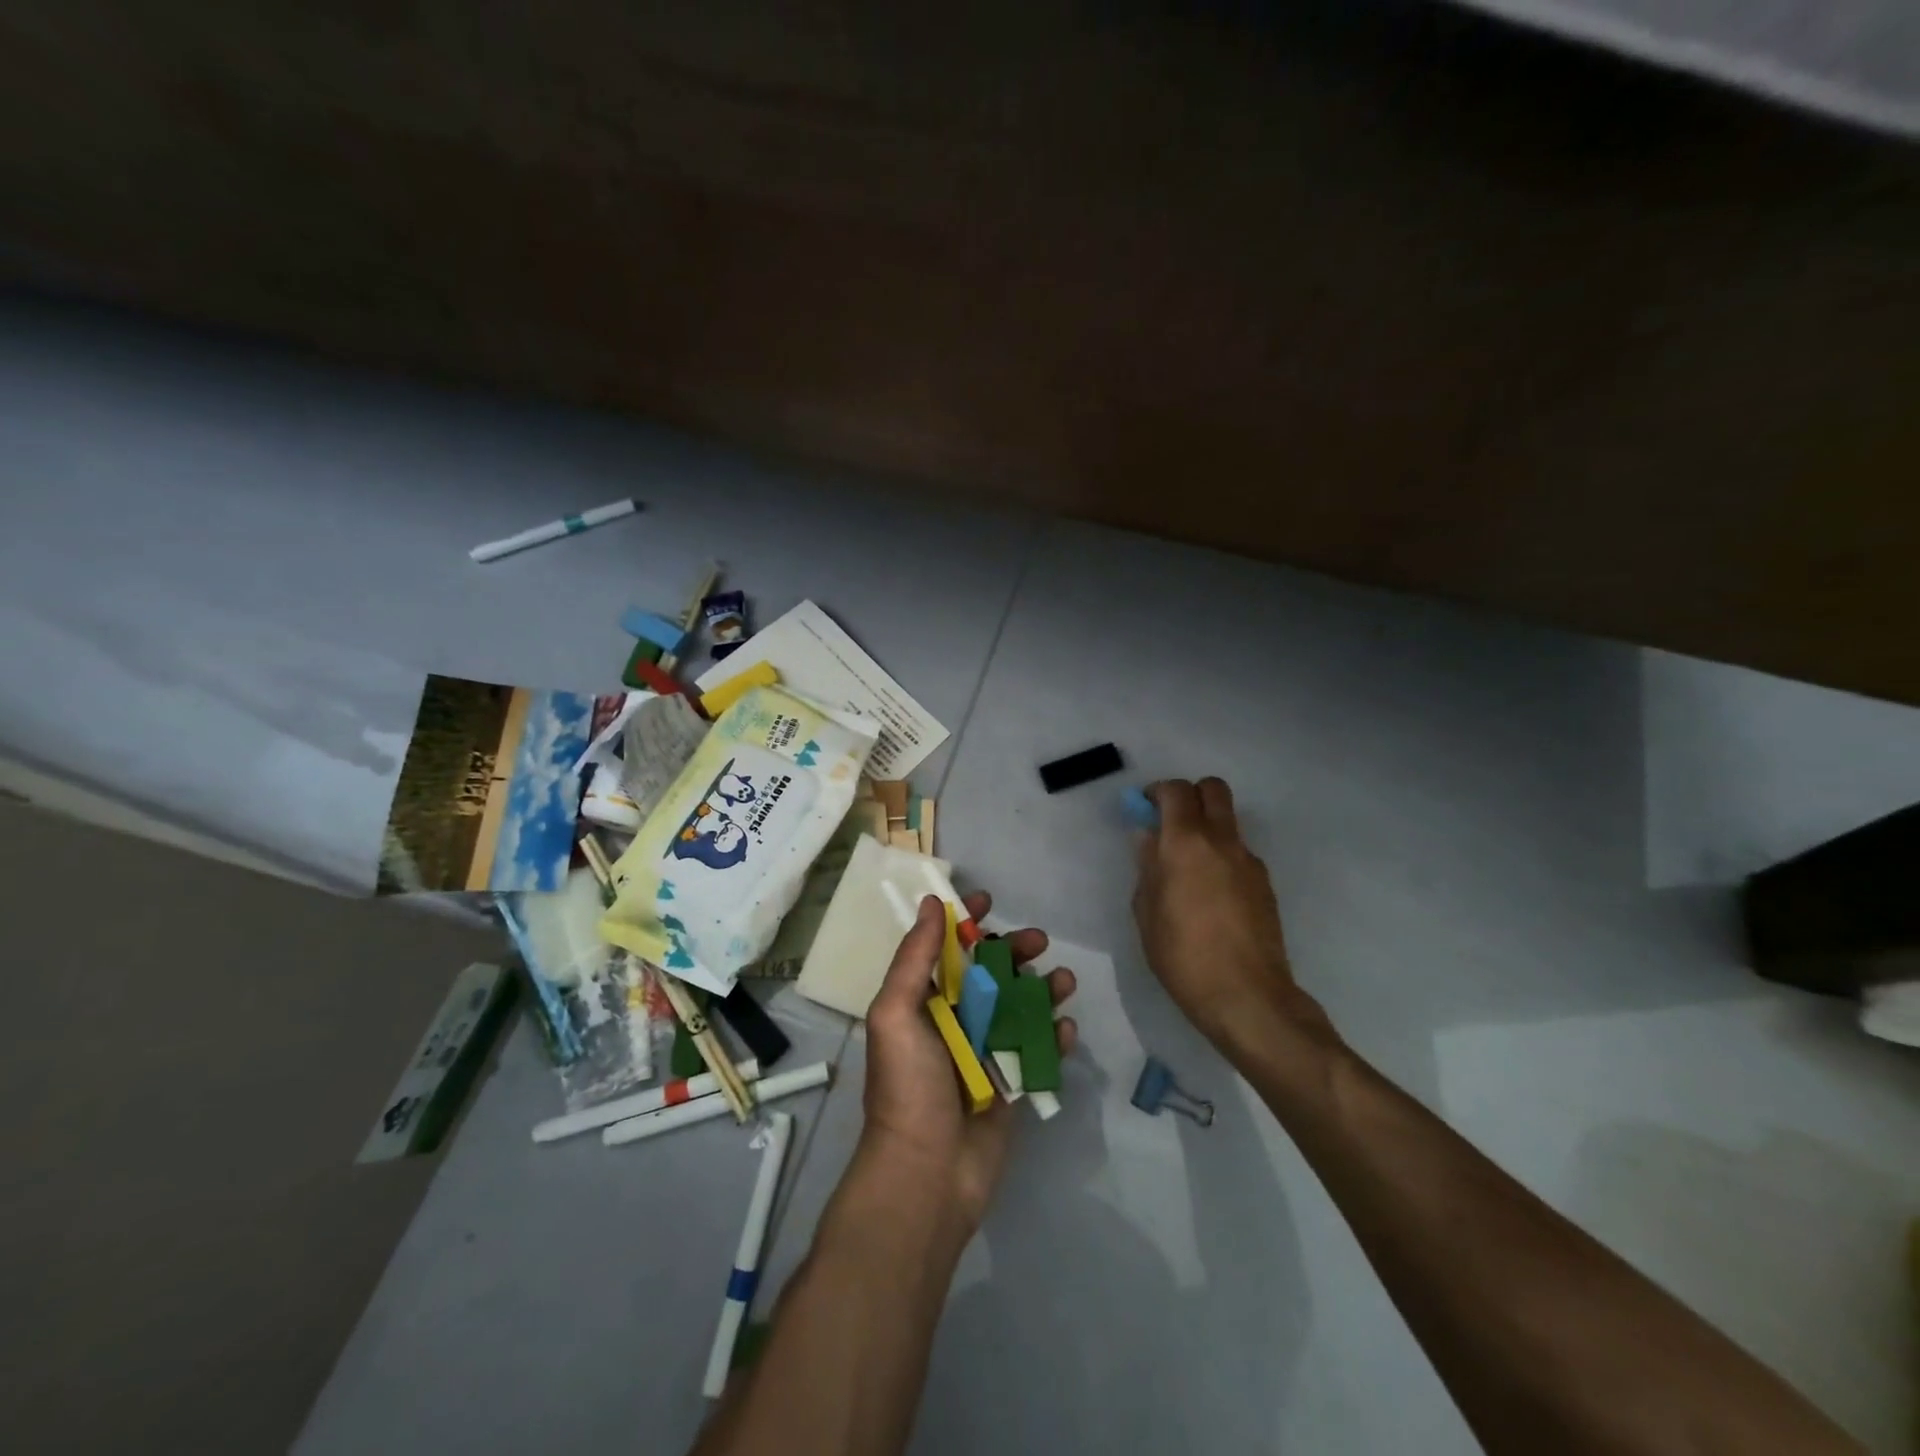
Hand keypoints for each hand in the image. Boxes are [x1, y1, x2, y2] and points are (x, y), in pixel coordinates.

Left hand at [860, 892, 1076, 1232]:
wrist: (928, 1173)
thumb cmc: (908, 1086)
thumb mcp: (896, 1013)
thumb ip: (914, 958)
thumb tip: (930, 904)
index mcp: (923, 1003)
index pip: (945, 950)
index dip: (965, 922)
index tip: (988, 901)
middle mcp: (954, 1021)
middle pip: (990, 973)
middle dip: (1014, 951)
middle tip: (1038, 941)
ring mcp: (985, 1052)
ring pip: (1019, 1006)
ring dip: (1043, 988)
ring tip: (1064, 980)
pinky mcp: (1011, 1084)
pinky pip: (1038, 1050)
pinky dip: (1054, 1035)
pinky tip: (1066, 1028)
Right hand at [1133, 777, 1334, 1055]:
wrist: (1247, 997)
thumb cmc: (1182, 955)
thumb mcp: (1146, 912)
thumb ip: (1148, 867)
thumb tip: (1149, 840)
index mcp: (1186, 843)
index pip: (1176, 791)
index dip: (1158, 792)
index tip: (1144, 807)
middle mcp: (1222, 841)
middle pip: (1213, 789)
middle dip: (1190, 795)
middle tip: (1171, 822)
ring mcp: (1249, 861)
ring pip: (1228, 821)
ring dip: (1208, 828)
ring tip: (1189, 868)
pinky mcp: (1265, 884)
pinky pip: (1238, 853)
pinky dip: (1222, 857)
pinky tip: (1211, 895)